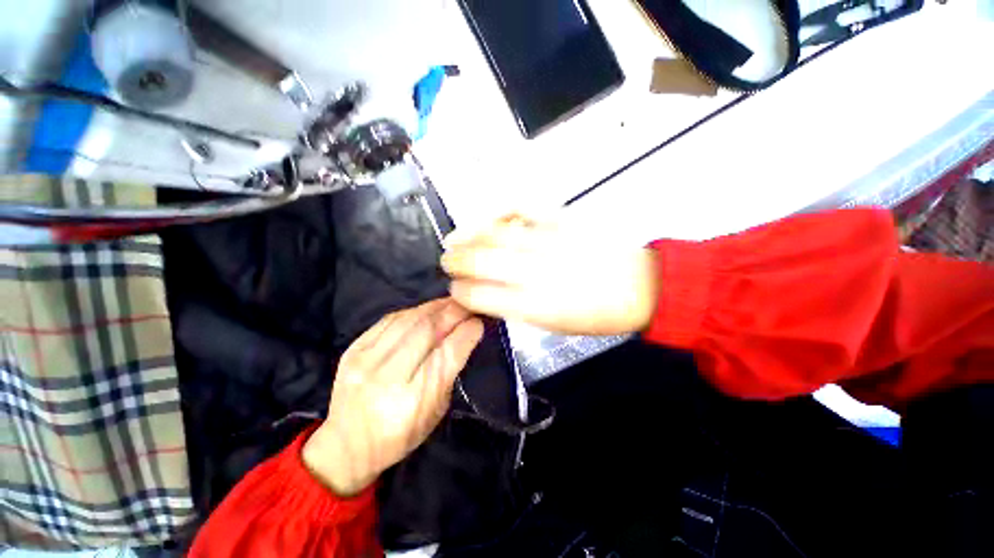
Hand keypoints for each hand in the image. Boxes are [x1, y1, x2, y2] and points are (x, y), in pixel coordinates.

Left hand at [302, 299, 483, 496]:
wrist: (346, 444)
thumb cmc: (399, 435)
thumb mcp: (435, 412)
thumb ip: (449, 372)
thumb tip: (464, 335)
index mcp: (413, 400)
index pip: (448, 354)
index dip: (467, 332)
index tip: (479, 322)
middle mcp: (388, 376)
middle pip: (429, 331)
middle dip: (454, 312)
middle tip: (468, 305)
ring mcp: (367, 360)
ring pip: (409, 320)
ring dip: (435, 307)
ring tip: (450, 303)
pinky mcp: (353, 349)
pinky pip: (389, 319)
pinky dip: (413, 311)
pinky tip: (425, 310)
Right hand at [442, 214, 658, 335]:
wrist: (643, 285)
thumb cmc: (598, 314)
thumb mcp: (555, 325)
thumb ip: (519, 308)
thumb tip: (489, 294)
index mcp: (534, 305)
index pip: (481, 295)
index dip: (461, 292)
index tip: (454, 289)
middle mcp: (537, 271)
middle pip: (482, 259)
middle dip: (456, 260)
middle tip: (446, 260)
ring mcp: (549, 240)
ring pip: (496, 231)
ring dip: (468, 234)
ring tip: (453, 238)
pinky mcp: (563, 219)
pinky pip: (522, 207)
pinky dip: (499, 211)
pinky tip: (488, 217)